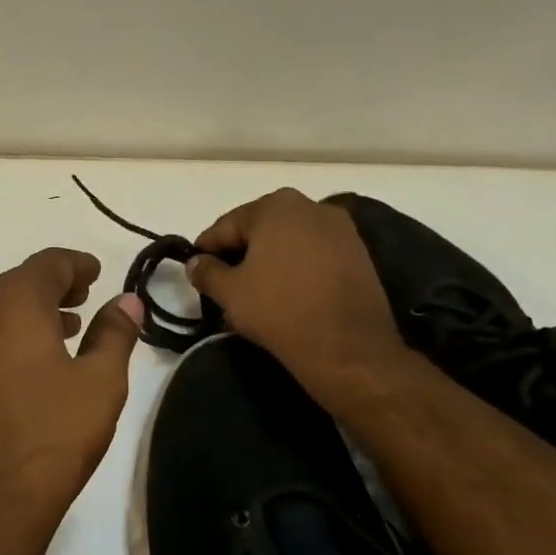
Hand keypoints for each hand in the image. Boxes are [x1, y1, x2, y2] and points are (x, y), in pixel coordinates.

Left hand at [0, 249, 142, 554]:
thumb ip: (115, 333)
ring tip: (68, 327)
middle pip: (20, 282)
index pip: (48, 263)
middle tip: (86, 296)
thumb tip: (128, 299)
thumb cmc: (49, 436)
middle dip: (55, 286)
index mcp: (13, 302)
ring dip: (34, 311)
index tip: (97, 273)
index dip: (77, 264)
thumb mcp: (99, 384)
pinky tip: (35, 360)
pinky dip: (12, 333)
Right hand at [186, 188, 412, 402]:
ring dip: (269, 261)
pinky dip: (296, 269)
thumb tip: (196, 262)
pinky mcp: (359, 254)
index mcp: (275, 206)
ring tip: (256, 293)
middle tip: (225, 285)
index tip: (196, 273)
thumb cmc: (280, 310)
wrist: (349, 348)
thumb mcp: (229, 293)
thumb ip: (206, 271)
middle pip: (259, 229)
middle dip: (240, 254)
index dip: (206, 250)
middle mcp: (310, 206)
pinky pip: (314, 255)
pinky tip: (287, 295)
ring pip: (288, 242)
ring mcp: (340, 229)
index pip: (225, 226)